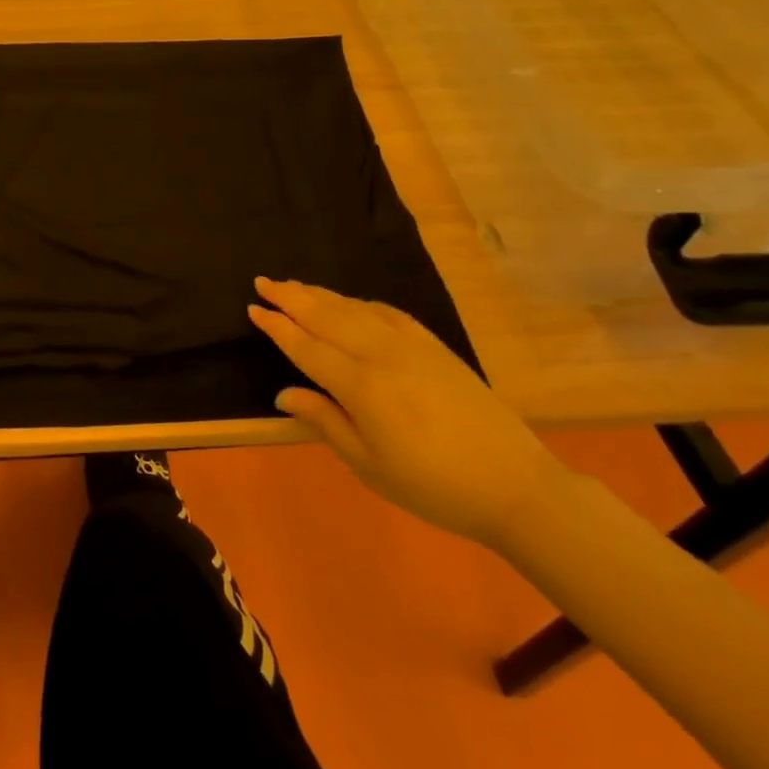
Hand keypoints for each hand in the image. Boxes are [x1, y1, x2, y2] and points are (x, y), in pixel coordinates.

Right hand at [249, 277, 567, 548]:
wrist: (515, 485)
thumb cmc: (433, 487)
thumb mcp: (369, 465)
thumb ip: (325, 421)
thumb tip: (284, 394)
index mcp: (360, 386)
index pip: (306, 347)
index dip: (277, 327)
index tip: (253, 309)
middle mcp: (380, 354)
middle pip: (326, 316)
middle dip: (291, 297)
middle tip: (263, 281)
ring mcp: (410, 345)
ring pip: (354, 309)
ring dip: (320, 295)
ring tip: (294, 285)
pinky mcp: (434, 347)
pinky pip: (387, 313)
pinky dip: (360, 303)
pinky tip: (350, 303)